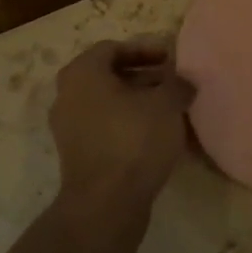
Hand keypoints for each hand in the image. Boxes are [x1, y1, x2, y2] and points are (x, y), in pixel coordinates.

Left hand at [49, 39, 194, 220]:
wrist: (106, 204)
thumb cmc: (133, 140)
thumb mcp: (166, 104)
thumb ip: (177, 84)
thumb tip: (184, 81)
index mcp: (82, 73)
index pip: (112, 48)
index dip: (145, 49)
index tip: (171, 59)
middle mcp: (67, 94)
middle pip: (108, 75)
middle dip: (142, 76)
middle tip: (171, 83)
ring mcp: (67, 127)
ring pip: (106, 102)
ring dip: (137, 101)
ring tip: (169, 109)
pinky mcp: (76, 154)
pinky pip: (104, 127)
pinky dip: (127, 124)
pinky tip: (155, 135)